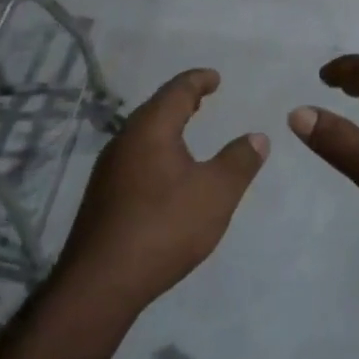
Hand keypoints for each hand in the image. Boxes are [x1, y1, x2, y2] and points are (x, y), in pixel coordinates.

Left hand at [56, 69, 267, 317]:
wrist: (101, 281)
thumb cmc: (164, 227)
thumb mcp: (215, 193)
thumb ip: (239, 162)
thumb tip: (257, 136)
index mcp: (150, 129)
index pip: (177, 91)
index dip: (198, 80)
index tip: (215, 77)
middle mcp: (124, 140)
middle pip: (155, 109)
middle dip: (180, 101)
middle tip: (202, 99)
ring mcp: (108, 169)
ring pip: (141, 135)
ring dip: (166, 127)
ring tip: (186, 131)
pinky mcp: (102, 196)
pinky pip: (134, 158)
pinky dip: (155, 150)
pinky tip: (164, 172)